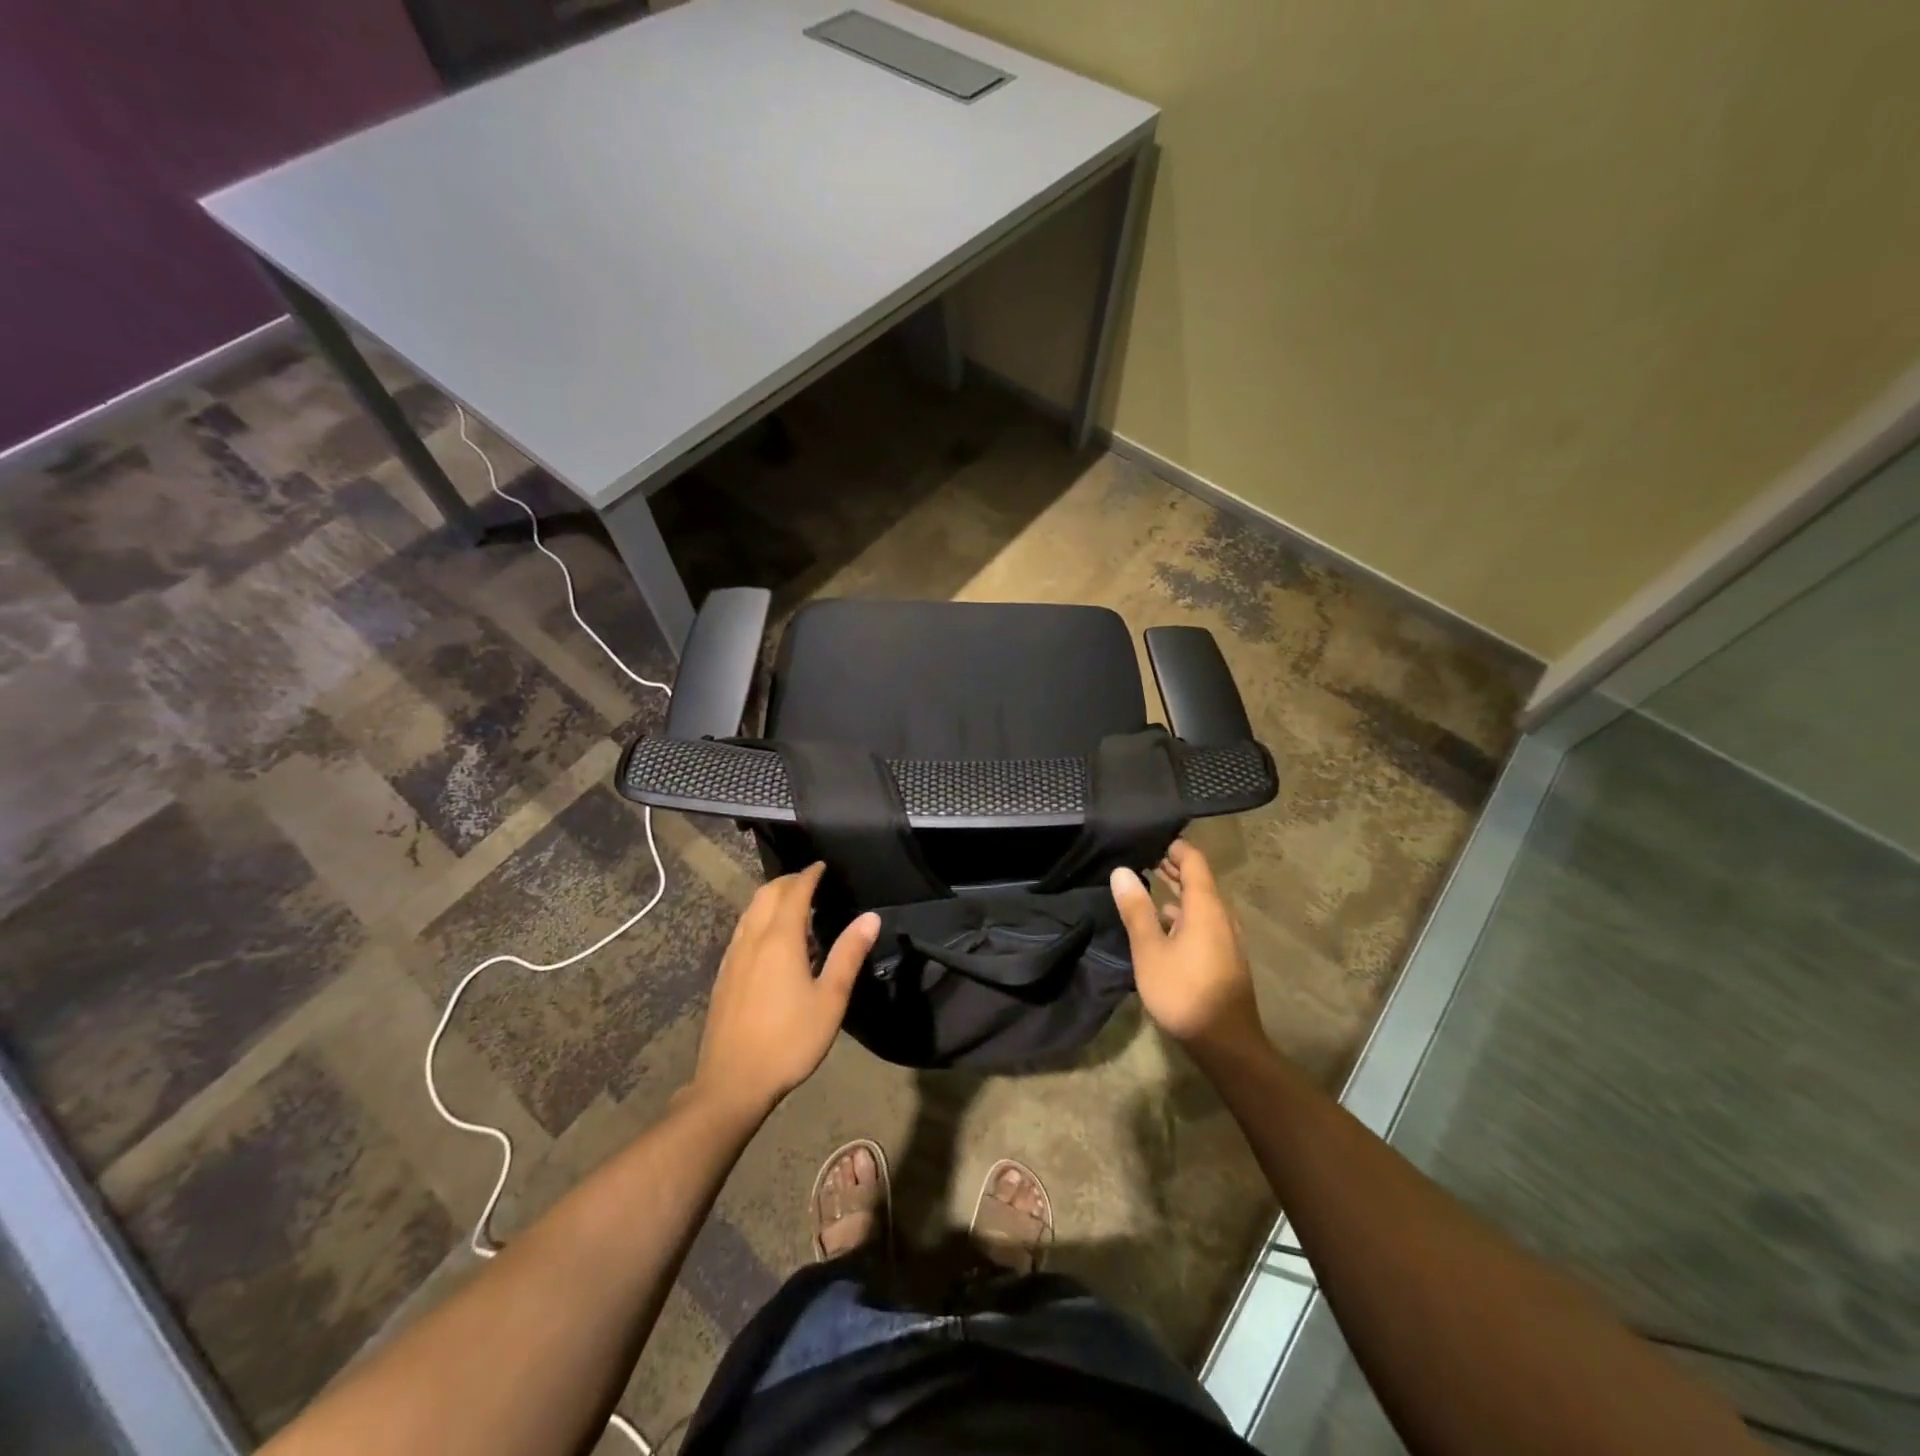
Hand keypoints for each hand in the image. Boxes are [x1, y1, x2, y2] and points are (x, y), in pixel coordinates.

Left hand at [690, 864, 879, 1120]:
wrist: (732, 1081)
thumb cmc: (789, 1039)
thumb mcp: (830, 999)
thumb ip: (848, 954)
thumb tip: (870, 917)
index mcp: (780, 939)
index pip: (794, 891)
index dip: (809, 874)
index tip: (822, 865)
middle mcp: (752, 938)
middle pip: (767, 894)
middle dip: (789, 881)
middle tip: (811, 883)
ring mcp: (733, 956)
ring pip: (750, 911)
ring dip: (771, 898)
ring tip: (795, 908)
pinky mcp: (724, 974)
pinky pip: (743, 930)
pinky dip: (760, 918)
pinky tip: (772, 941)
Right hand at [1111, 840, 1263, 1059]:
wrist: (1226, 1043)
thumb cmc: (1183, 992)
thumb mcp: (1150, 950)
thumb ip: (1136, 910)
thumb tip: (1122, 871)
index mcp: (1206, 907)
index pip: (1194, 861)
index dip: (1174, 847)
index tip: (1149, 838)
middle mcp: (1221, 916)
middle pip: (1199, 880)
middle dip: (1173, 867)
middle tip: (1142, 856)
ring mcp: (1226, 938)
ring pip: (1201, 903)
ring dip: (1177, 891)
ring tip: (1148, 884)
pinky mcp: (1224, 956)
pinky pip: (1204, 921)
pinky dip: (1183, 912)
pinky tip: (1164, 924)